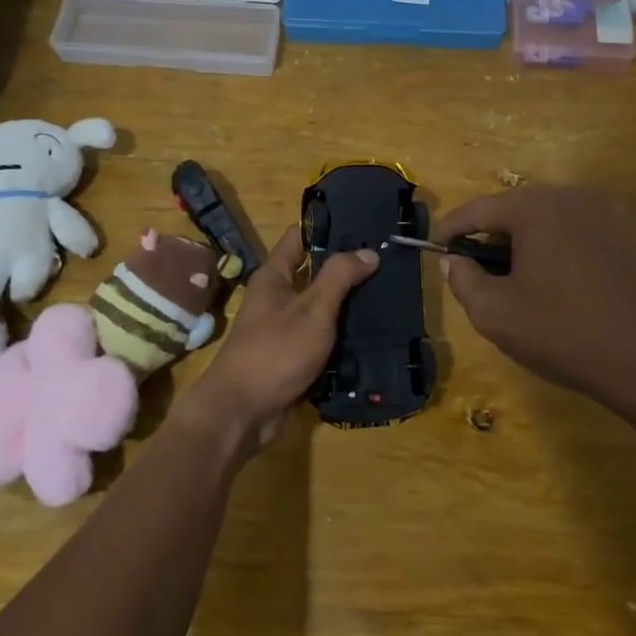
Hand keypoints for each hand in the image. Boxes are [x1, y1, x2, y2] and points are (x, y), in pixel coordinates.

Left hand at [181, 227, 378, 456]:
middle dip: (348, 268)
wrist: (244, 412)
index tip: (363, 223)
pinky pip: (324, 339)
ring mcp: (286, 329)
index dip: (328, 227)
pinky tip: (375, 332)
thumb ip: (339, 277)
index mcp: (274, 277)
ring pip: (323, 309)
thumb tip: (368, 251)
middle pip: (316, 273)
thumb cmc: (275, 351)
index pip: (300, 238)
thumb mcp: (312, 309)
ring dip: (350, 305)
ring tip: (391, 293)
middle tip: (388, 260)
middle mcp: (278, 298)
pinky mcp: (296, 358)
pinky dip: (345, 336)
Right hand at [436, 185, 635, 406]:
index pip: (477, 209)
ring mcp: (604, 213)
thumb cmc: (564, 333)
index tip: (435, 249)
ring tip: (511, 280)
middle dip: (488, 236)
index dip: (450, 229)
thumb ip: (463, 280)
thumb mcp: (495, 313)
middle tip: (473, 269)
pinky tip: (553, 284)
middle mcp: (569, 196)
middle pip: (512, 209)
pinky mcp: (626, 234)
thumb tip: (452, 260)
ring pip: (545, 219)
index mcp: (534, 207)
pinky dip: (553, 248)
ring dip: (522, 242)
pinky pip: (574, 231)